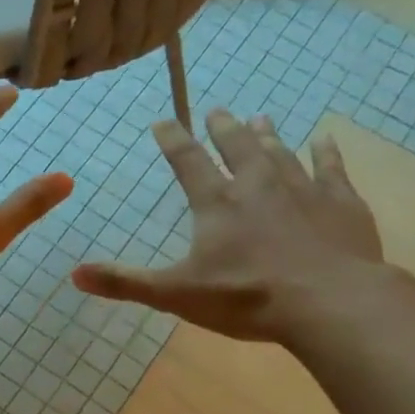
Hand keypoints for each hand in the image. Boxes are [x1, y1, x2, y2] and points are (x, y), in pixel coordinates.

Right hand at [73, 111, 391, 344]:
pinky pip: (331, 168)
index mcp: (217, 204)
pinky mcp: (340, 203)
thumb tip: (74, 274)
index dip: (173, 140)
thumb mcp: (176, 294)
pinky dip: (326, 152)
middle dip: (224, 129)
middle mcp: (257, 185)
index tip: (163, 120)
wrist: (328, 302)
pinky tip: (324, 139)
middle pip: (237, 147)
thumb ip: (126, 283)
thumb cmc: (246, 298)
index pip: (187, 162)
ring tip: (260, 118)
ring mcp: (303, 189)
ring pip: (281, 152)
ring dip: (267, 136)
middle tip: (218, 111)